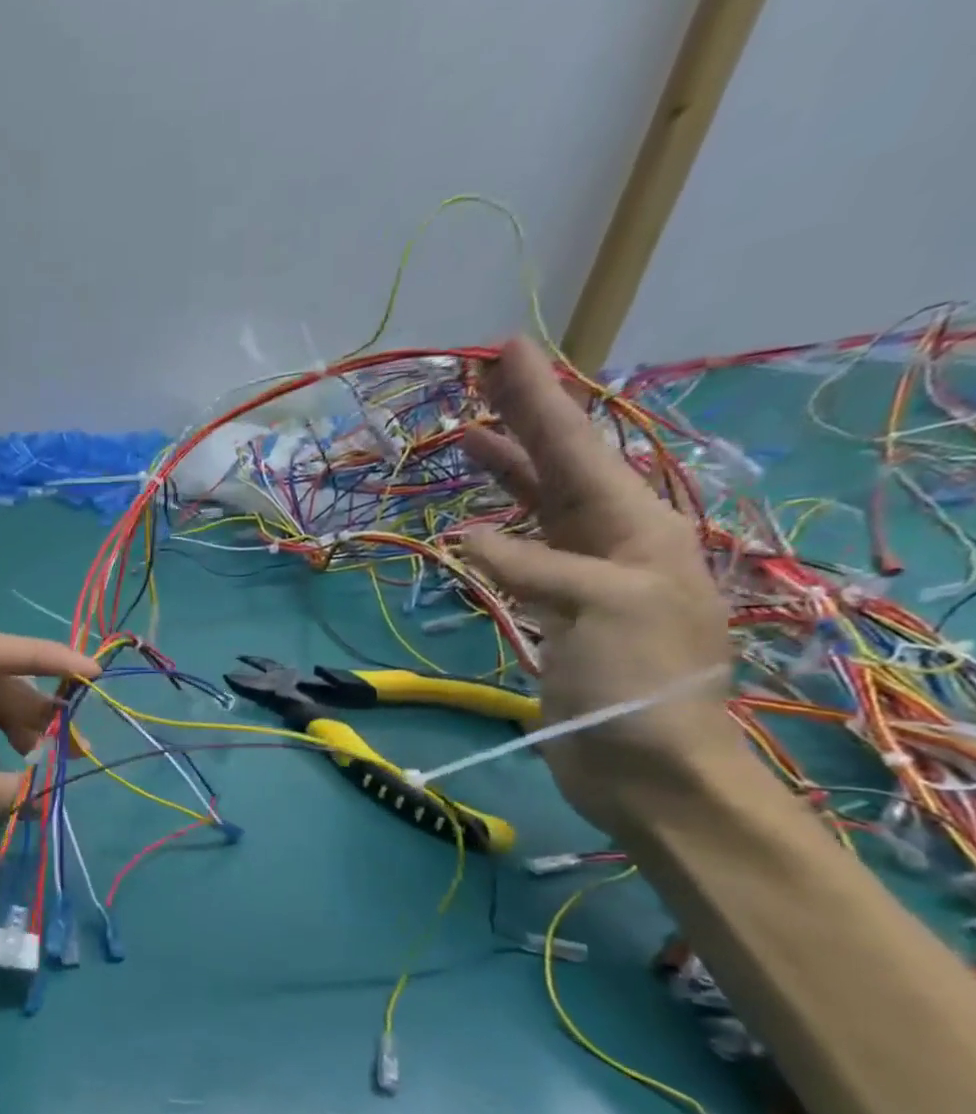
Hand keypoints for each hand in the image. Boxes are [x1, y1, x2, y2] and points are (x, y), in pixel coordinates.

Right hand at [458, 338, 737, 831]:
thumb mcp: (602, 607)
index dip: (540, 400)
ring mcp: (580, 578)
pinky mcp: (553, 613)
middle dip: (523, 421)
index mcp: (636, 527)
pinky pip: (518, 556)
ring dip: (505, 473)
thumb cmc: (639, 681)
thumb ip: (534, 563)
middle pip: (559, 468)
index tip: (508, 349)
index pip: (578, 450)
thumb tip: (466, 535)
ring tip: (467, 440)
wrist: (646, 764)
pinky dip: (490, 536)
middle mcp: (612, 541)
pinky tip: (467, 527)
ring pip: (536, 510)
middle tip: (483, 378)